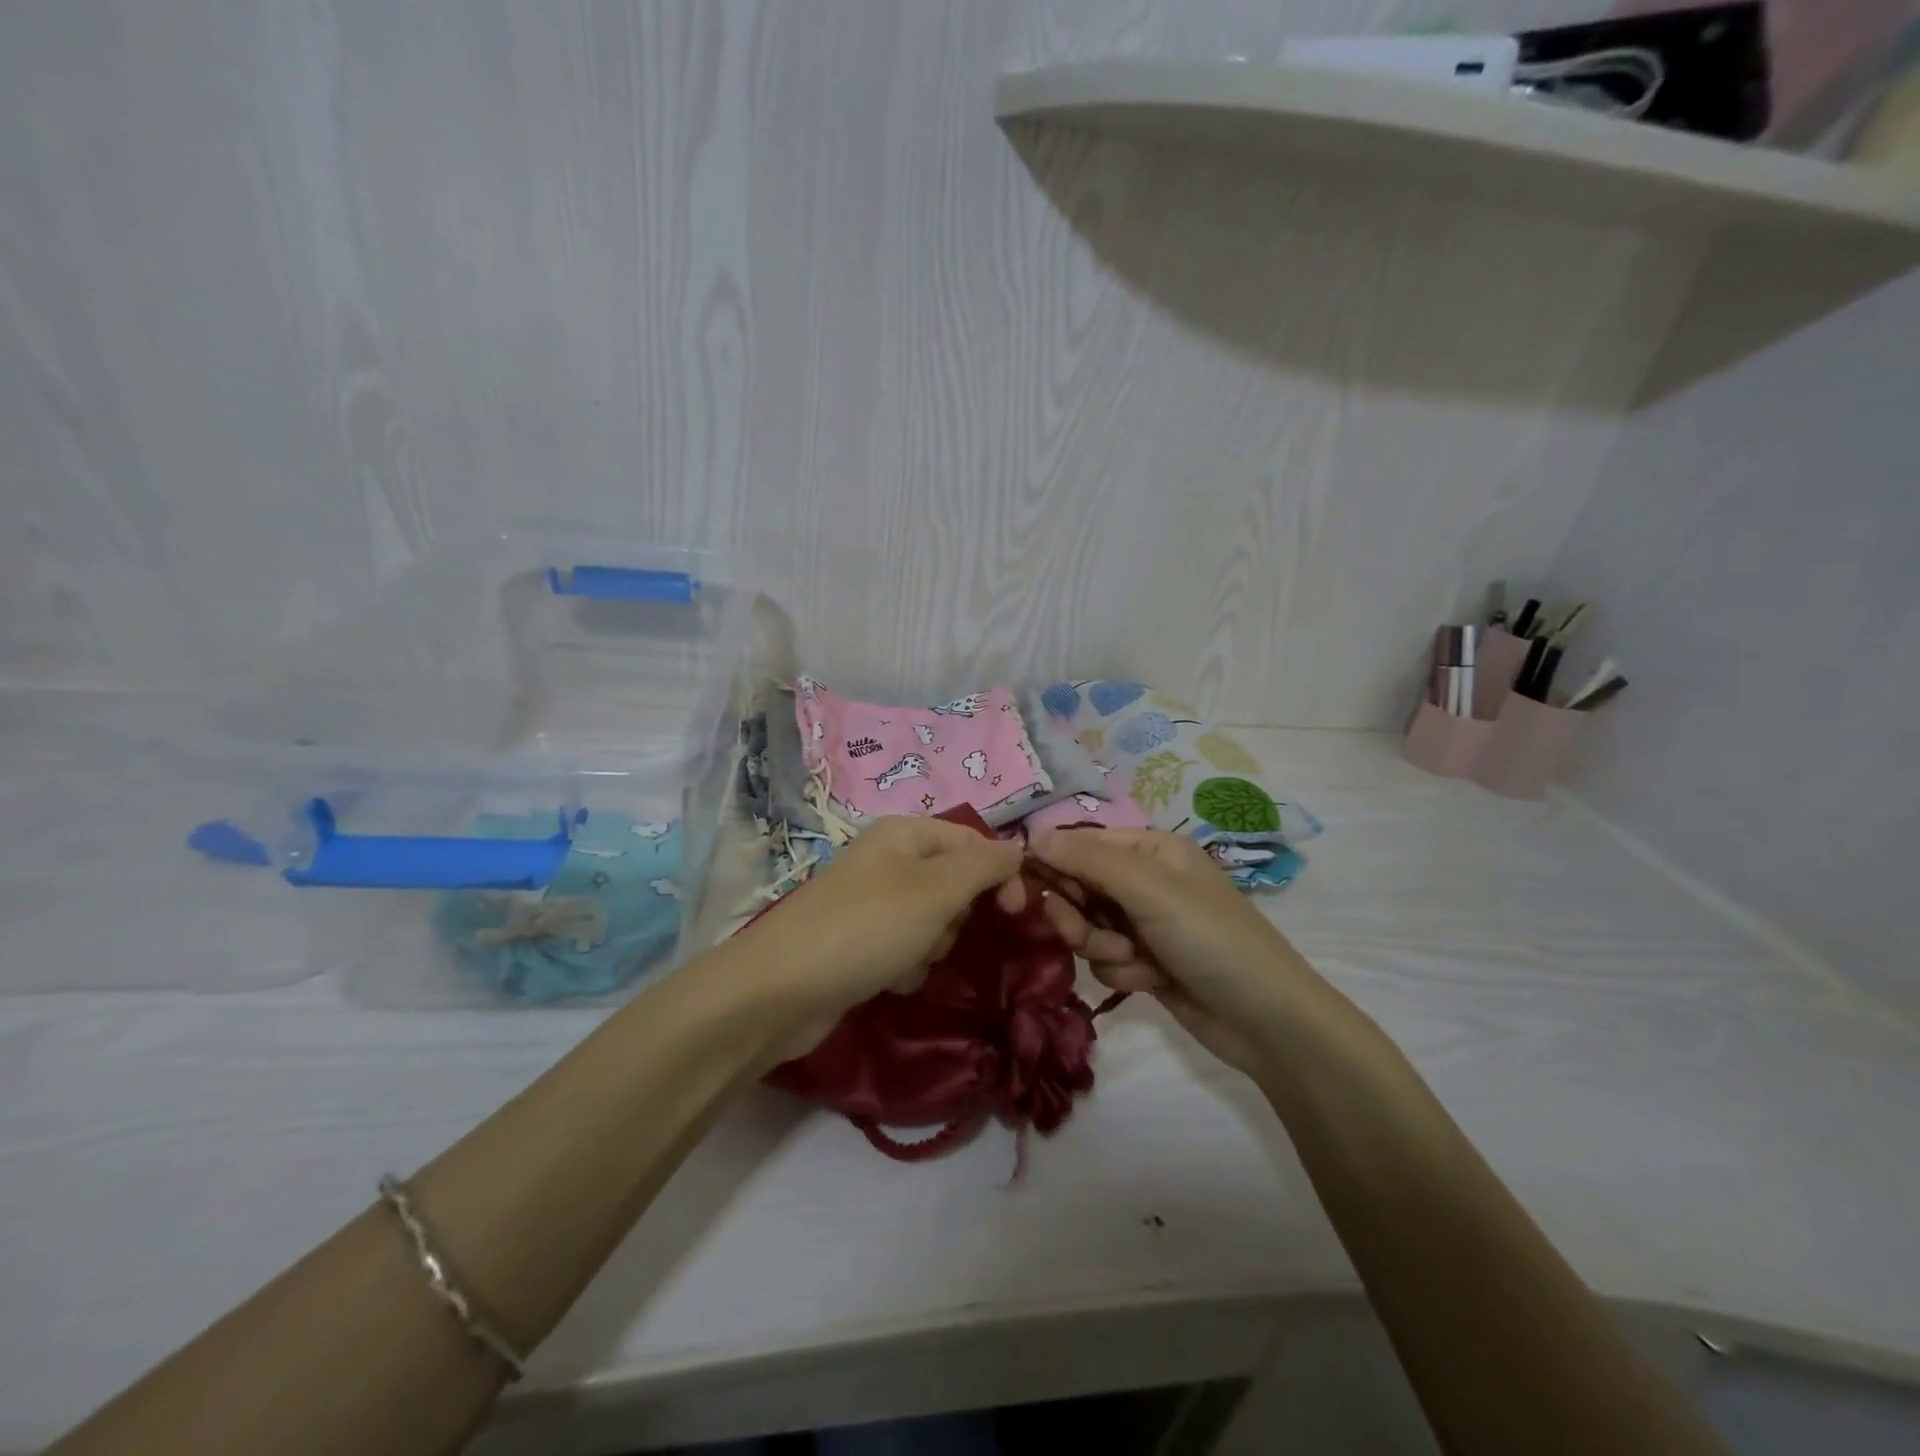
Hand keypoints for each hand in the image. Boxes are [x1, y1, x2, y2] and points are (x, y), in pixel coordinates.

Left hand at [728, 815, 1023, 1057]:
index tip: (1016, 912)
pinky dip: (907, 966)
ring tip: (908, 961)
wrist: (781, 990)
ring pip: (933, 921)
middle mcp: (888, 860)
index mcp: (904, 834)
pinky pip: (906, 948)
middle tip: (940, 934)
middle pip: (953, 882)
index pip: (972, 841)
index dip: (999, 872)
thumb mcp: (936, 890)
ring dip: (932, 946)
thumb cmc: (867, 928)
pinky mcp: (859, 942)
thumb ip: (983, 866)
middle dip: (957, 915)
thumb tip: (1018, 847)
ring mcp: (871, 902)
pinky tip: (889, 980)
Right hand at [1028, 828, 1319, 1076]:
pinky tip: (1150, 981)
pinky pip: (1104, 957)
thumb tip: (1032, 834)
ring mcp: (1145, 922)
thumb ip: (1089, 860)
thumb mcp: (1149, 890)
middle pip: (1078, 886)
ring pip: (1087, 926)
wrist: (1266, 1021)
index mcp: (1151, 848)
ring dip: (1101, 946)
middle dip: (1078, 914)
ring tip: (1133, 960)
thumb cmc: (1211, 938)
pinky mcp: (1145, 961)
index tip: (1024, 889)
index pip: (1081, 843)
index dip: (1053, 863)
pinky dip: (1121, 970)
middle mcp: (1145, 879)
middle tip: (1081, 934)